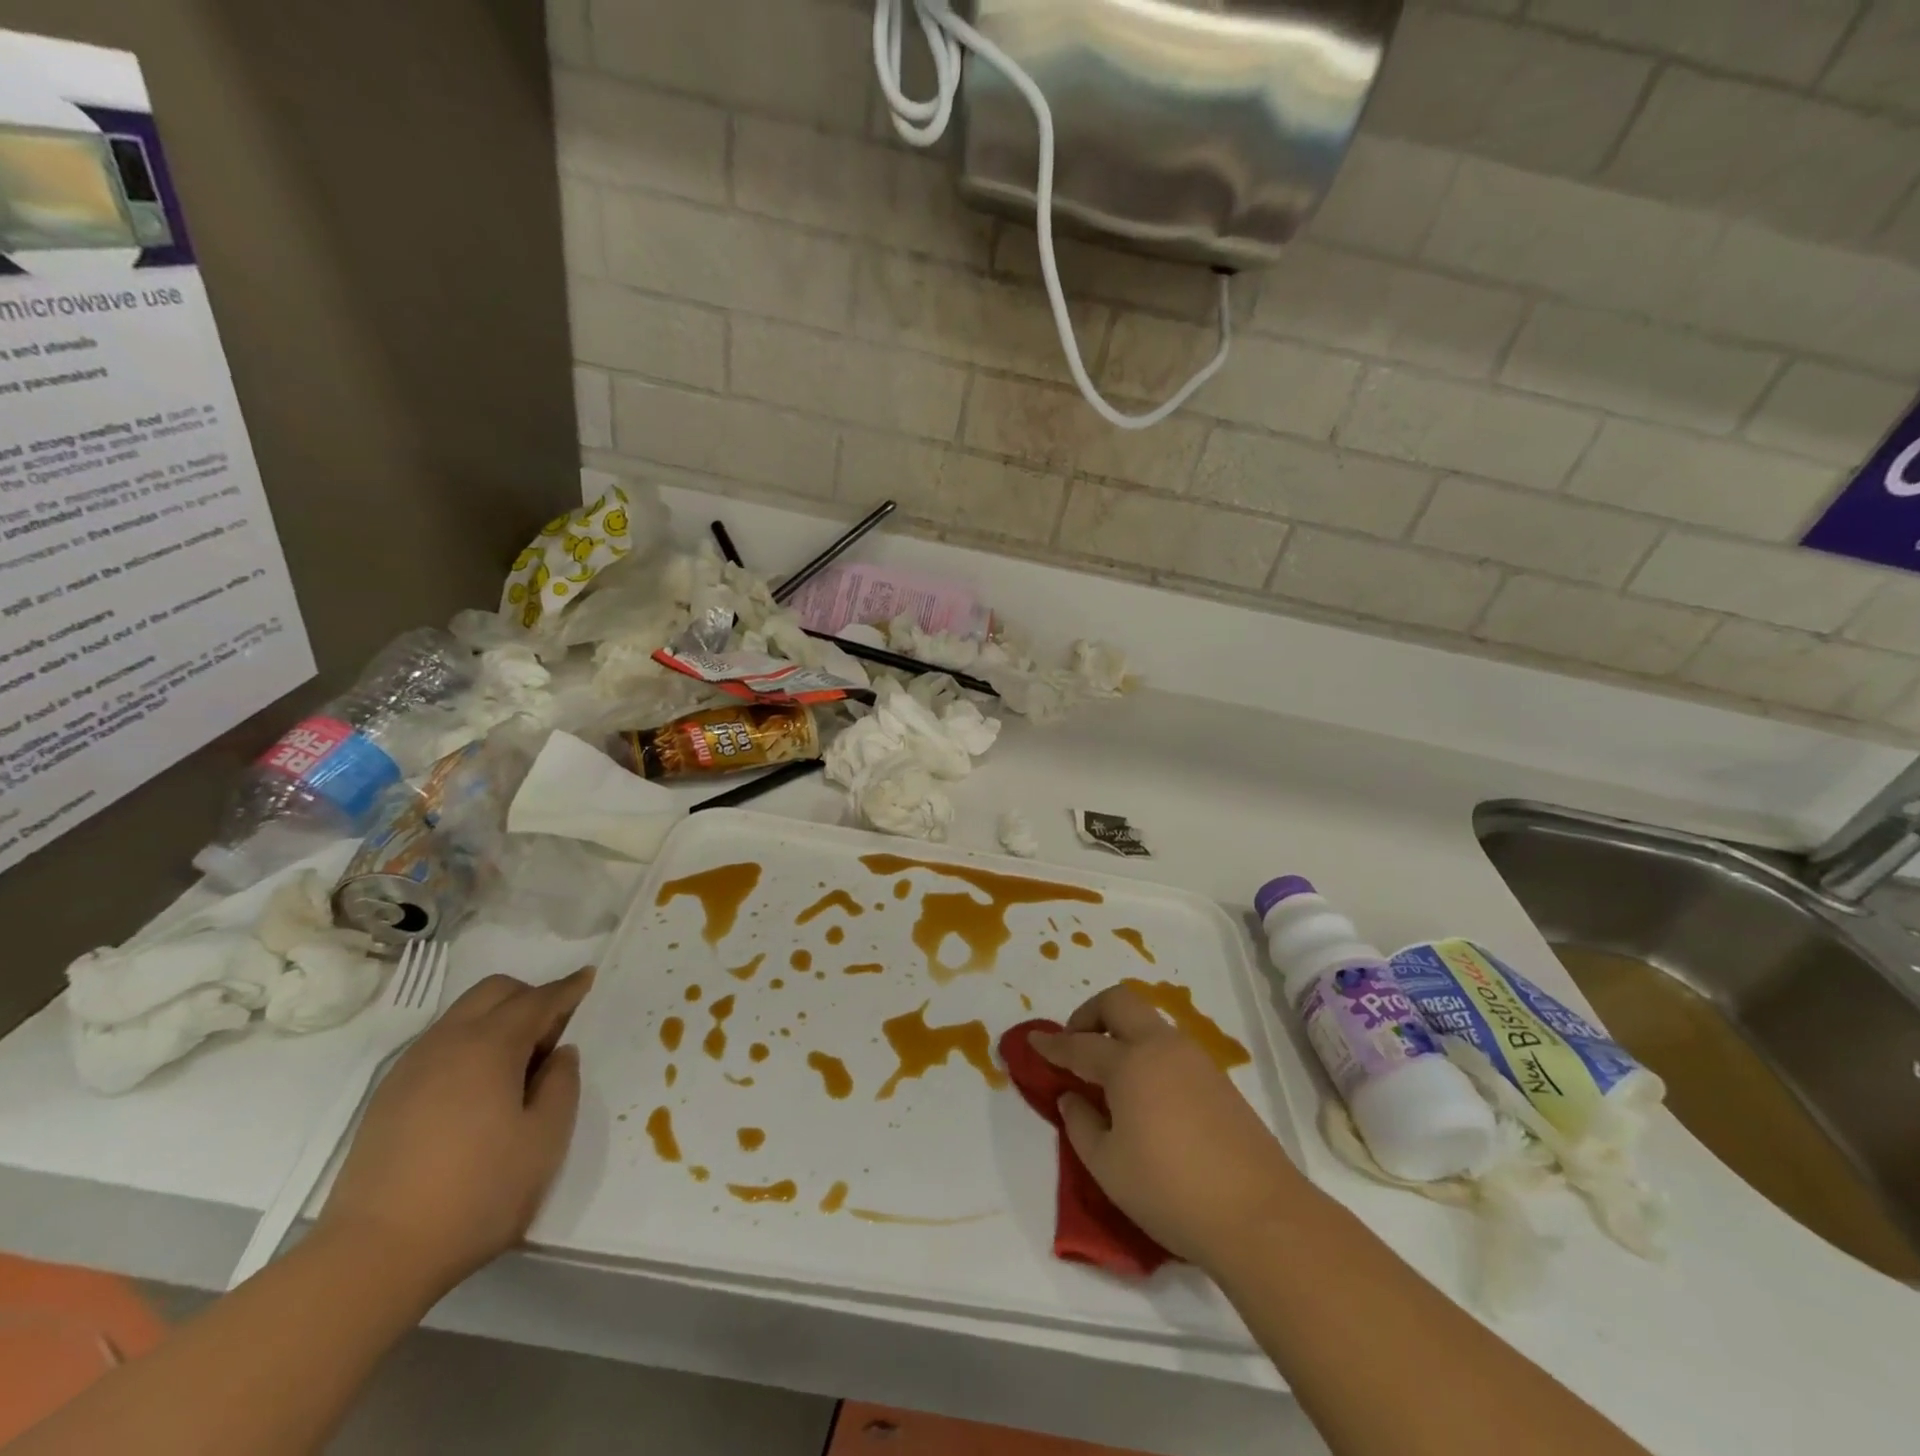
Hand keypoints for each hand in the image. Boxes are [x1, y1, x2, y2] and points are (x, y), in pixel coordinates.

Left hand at [318, 967, 594, 1297]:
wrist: (372, 1257)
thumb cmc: (477, 1194)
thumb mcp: (545, 1140)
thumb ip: (562, 1084)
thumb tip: (560, 1054)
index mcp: (490, 1046)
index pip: (538, 1000)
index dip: (568, 988)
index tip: (588, 977)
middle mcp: (448, 1042)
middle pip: (494, 991)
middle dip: (530, 996)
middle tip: (553, 1032)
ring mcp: (411, 1068)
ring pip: (463, 1015)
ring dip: (497, 1019)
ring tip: (517, 1065)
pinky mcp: (388, 1096)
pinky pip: (439, 1044)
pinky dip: (469, 1043)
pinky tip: (478, 1089)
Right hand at [1031, 984, 1305, 1268]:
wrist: (1260, 1216)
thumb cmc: (1171, 1191)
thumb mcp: (1108, 1167)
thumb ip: (1081, 1125)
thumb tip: (1072, 1097)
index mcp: (1129, 1063)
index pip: (1080, 1045)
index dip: (1052, 1044)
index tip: (1033, 1040)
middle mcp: (1161, 1047)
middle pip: (1119, 1002)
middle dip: (1090, 1013)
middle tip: (1076, 1044)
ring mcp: (1195, 1059)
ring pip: (1149, 1022)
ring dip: (1121, 1032)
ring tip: (1108, 1073)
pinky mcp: (1218, 1079)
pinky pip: (1170, 1047)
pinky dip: (1146, 1052)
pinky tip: (1144, 1092)